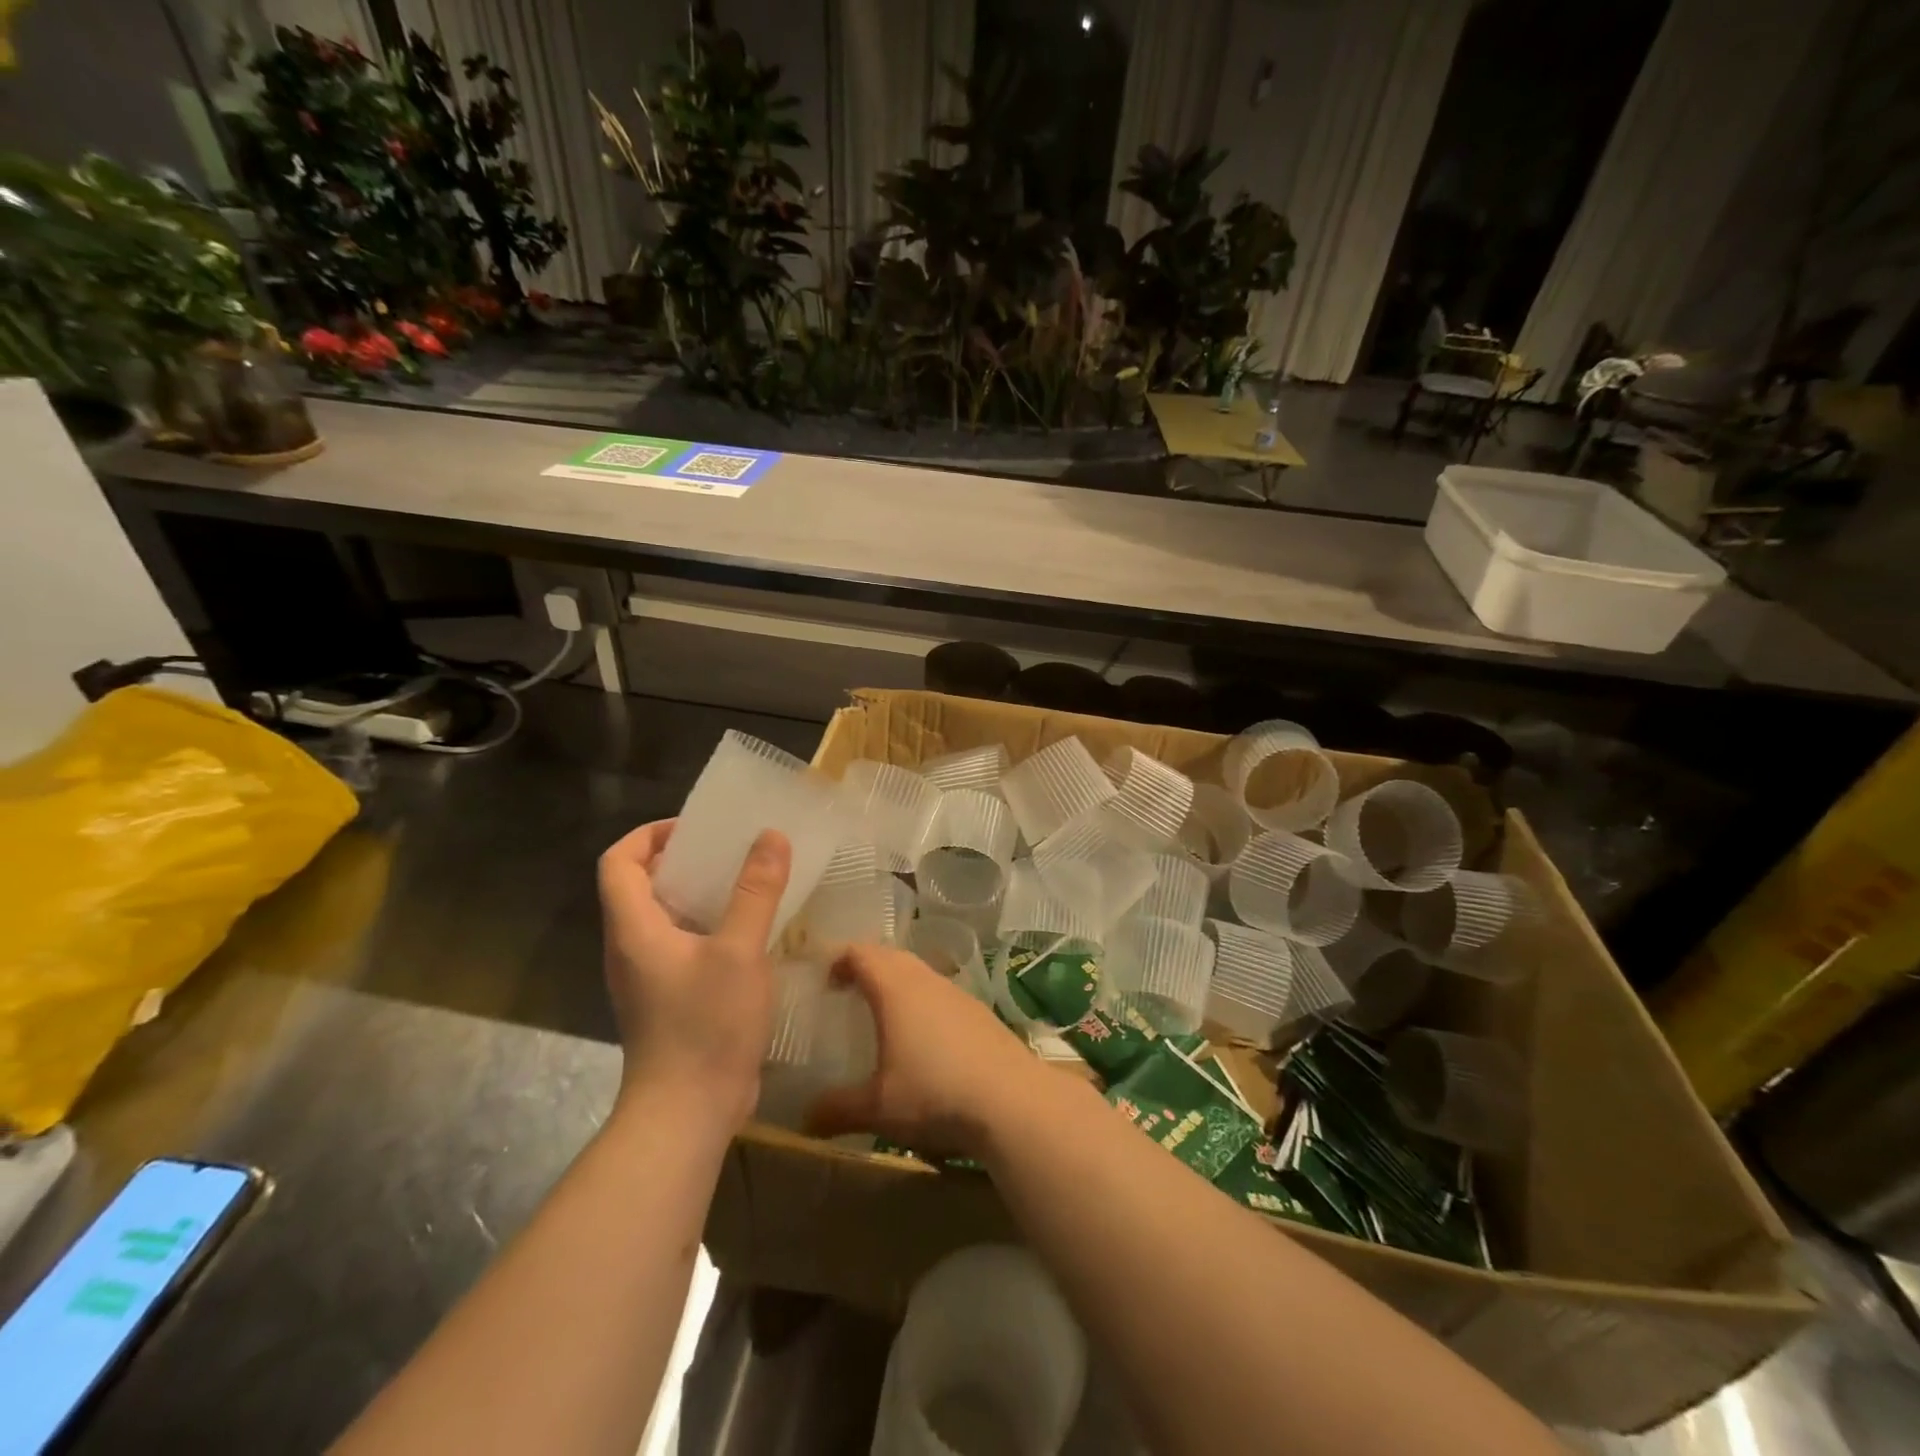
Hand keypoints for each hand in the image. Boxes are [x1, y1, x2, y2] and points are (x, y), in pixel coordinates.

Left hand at [597, 820, 791, 1128]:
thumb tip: (771, 836)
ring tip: (744, 882)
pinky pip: (682, 945)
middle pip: (639, 885)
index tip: (695, 828)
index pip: (617, 862)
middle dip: (679, 858)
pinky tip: (748, 931)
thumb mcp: (739, 951)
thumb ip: (755, 892)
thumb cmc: (706, 1025)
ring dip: (697, 892)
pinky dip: (707, 925)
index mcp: (633, 929)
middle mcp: (631, 948)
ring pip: (663, 917)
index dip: (649, 835)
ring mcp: (649, 977)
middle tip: (729, 849)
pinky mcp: (669, 999)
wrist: (688, 1112)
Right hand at [806, 943, 1043, 1157]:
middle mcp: (926, 980)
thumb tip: (804, 1120)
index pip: (861, 953)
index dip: (839, 958)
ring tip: (881, 1015)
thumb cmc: (934, 1093)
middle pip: (890, 956)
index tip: (823, 978)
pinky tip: (922, 1039)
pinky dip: (922, 1002)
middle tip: (846, 992)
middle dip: (866, 967)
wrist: (1011, 1100)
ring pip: (919, 973)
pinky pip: (940, 993)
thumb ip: (837, 1109)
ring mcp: (957, 993)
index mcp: (895, 988)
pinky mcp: (979, 1012)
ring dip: (897, 984)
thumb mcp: (877, 1108)